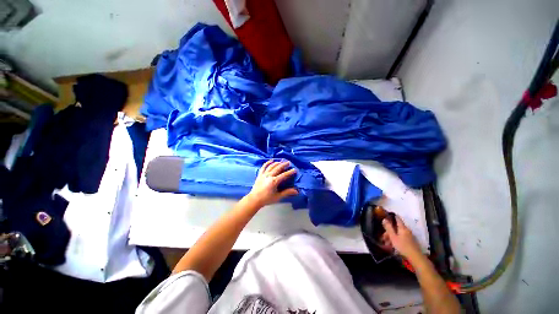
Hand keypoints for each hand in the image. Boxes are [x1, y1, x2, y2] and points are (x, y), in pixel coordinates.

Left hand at [247, 160, 297, 207]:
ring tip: (281, 161)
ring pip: (271, 166)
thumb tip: (296, 191)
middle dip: (284, 164)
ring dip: (277, 163)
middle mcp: (269, 176)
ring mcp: (264, 174)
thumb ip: (287, 192)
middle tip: (289, 162)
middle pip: (278, 168)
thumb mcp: (278, 196)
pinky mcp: (260, 174)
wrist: (254, 199)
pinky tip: (271, 160)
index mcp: (274, 181)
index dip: (290, 172)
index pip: (284, 175)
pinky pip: (264, 167)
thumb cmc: (267, 199)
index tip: (294, 169)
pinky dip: (267, 163)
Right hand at [382, 215, 422, 259]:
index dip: (393, 216)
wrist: (415, 257)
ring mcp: (409, 236)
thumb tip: (384, 219)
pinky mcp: (411, 242)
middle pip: (396, 228)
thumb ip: (388, 228)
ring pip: (398, 234)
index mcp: (402, 228)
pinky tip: (392, 246)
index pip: (398, 219)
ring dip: (391, 237)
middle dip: (389, 231)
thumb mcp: (393, 237)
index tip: (387, 215)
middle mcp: (406, 230)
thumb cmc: (403, 246)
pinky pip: (401, 238)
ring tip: (387, 244)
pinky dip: (396, 240)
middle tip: (383, 237)